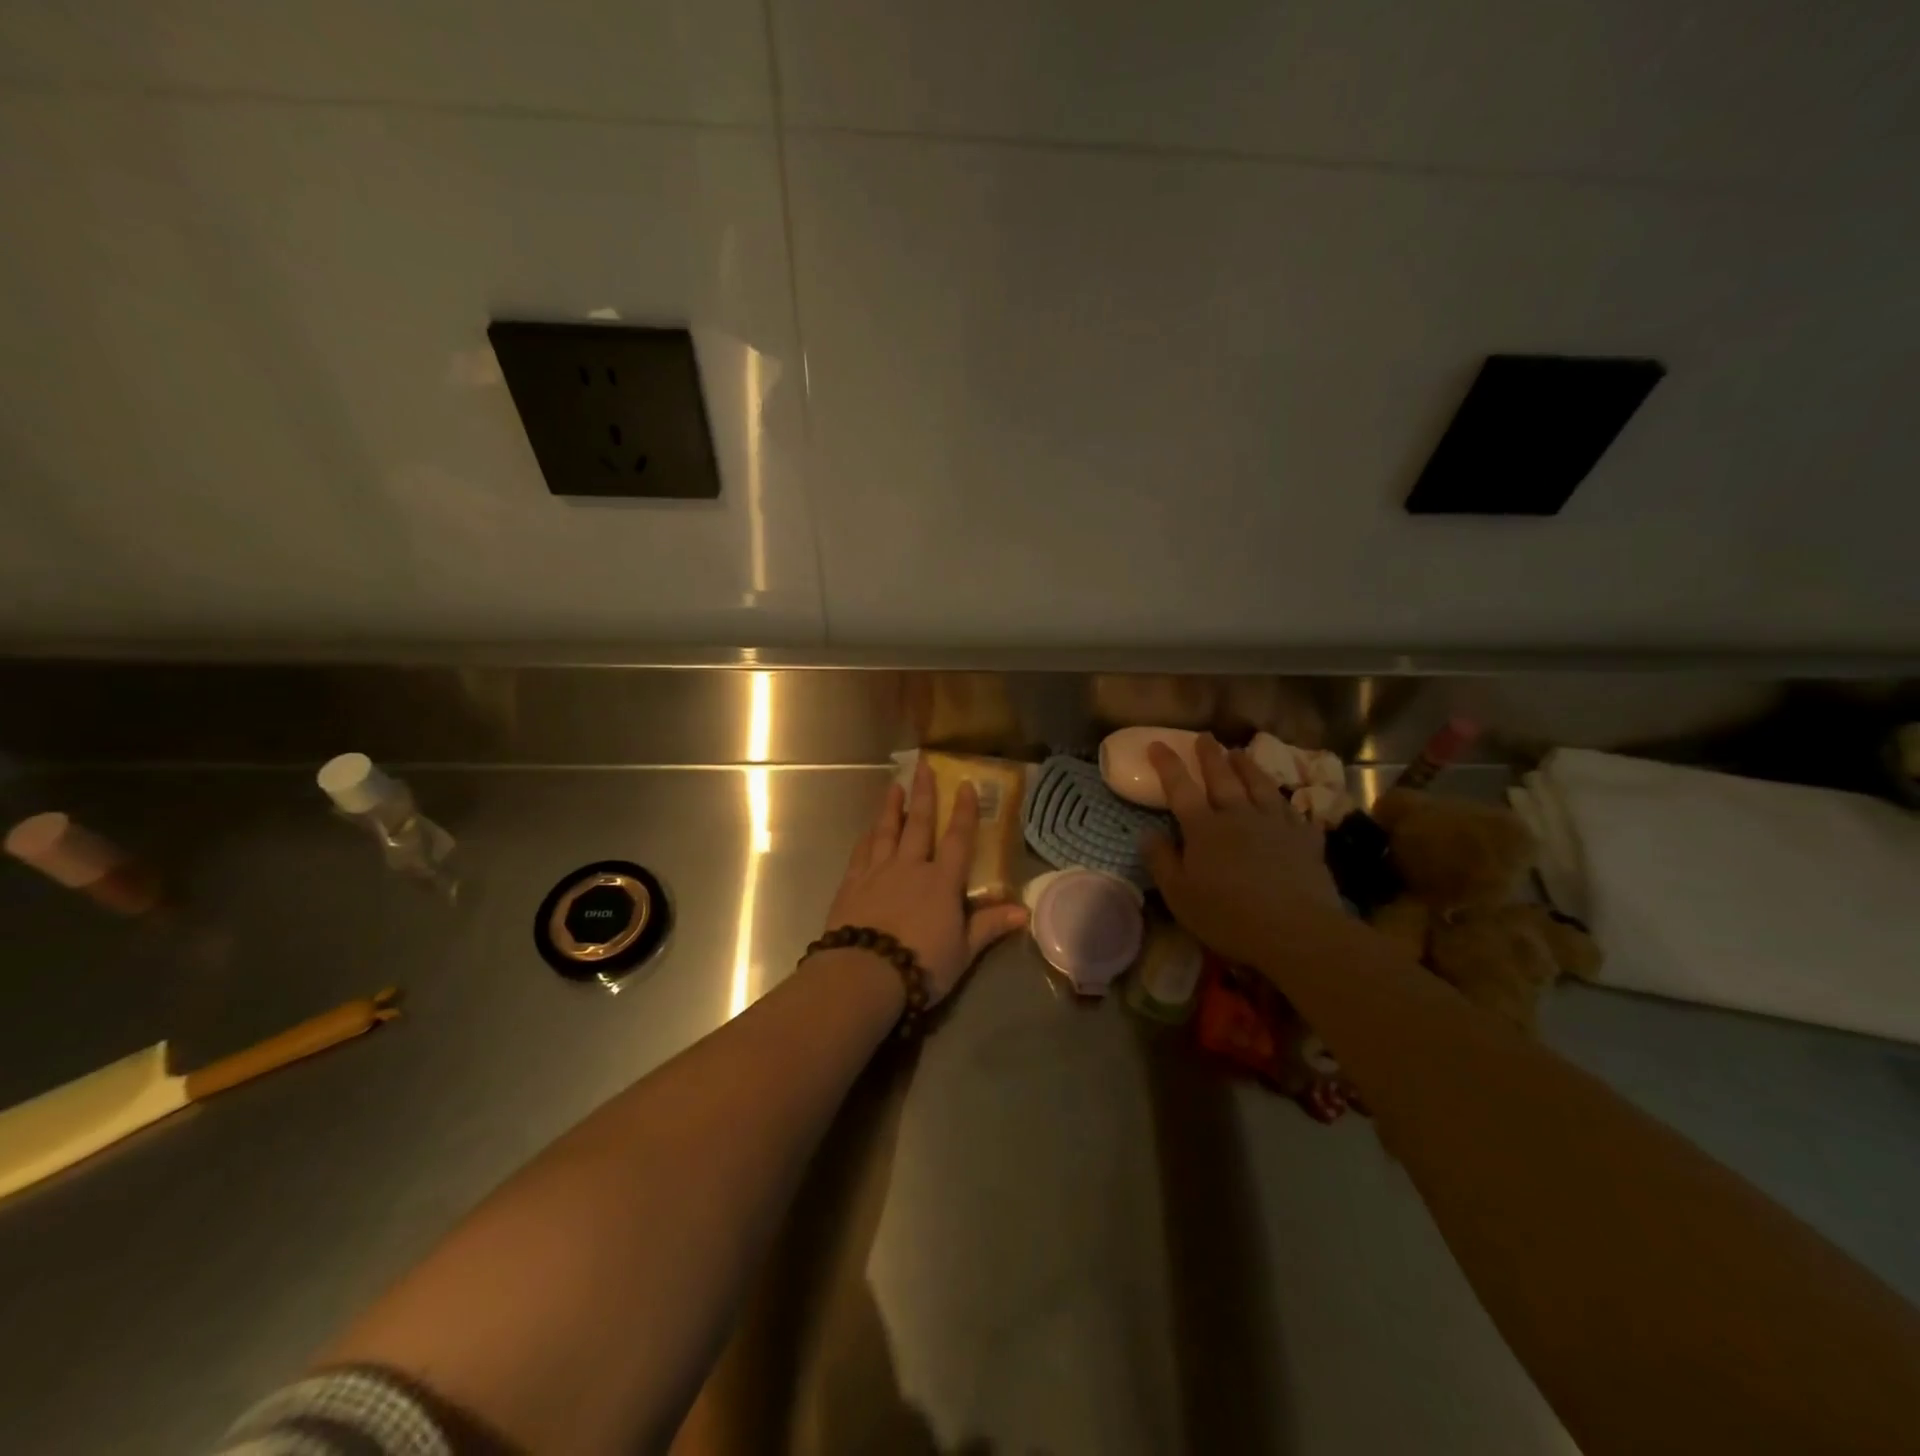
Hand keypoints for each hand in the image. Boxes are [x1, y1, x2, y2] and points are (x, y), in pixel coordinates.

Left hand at [824, 757, 1028, 1003]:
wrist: (864, 973)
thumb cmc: (921, 964)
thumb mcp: (963, 951)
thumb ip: (990, 926)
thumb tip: (1024, 911)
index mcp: (942, 882)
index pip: (958, 839)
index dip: (965, 811)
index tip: (966, 784)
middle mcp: (910, 867)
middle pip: (919, 824)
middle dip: (923, 794)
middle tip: (922, 766)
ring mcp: (878, 872)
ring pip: (886, 831)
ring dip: (891, 807)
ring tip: (893, 786)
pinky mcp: (852, 884)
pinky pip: (861, 852)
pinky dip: (866, 837)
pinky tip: (868, 830)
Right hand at [1142, 734, 1345, 969]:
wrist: (1295, 930)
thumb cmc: (1228, 916)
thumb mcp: (1179, 894)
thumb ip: (1161, 861)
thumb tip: (1147, 833)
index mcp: (1204, 828)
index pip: (1181, 788)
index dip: (1168, 764)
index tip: (1158, 744)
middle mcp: (1239, 816)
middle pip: (1223, 778)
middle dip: (1210, 756)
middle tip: (1205, 737)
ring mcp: (1276, 825)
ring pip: (1260, 786)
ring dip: (1248, 767)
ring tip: (1241, 752)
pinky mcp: (1306, 841)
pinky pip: (1297, 814)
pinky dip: (1290, 805)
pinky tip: (1291, 803)